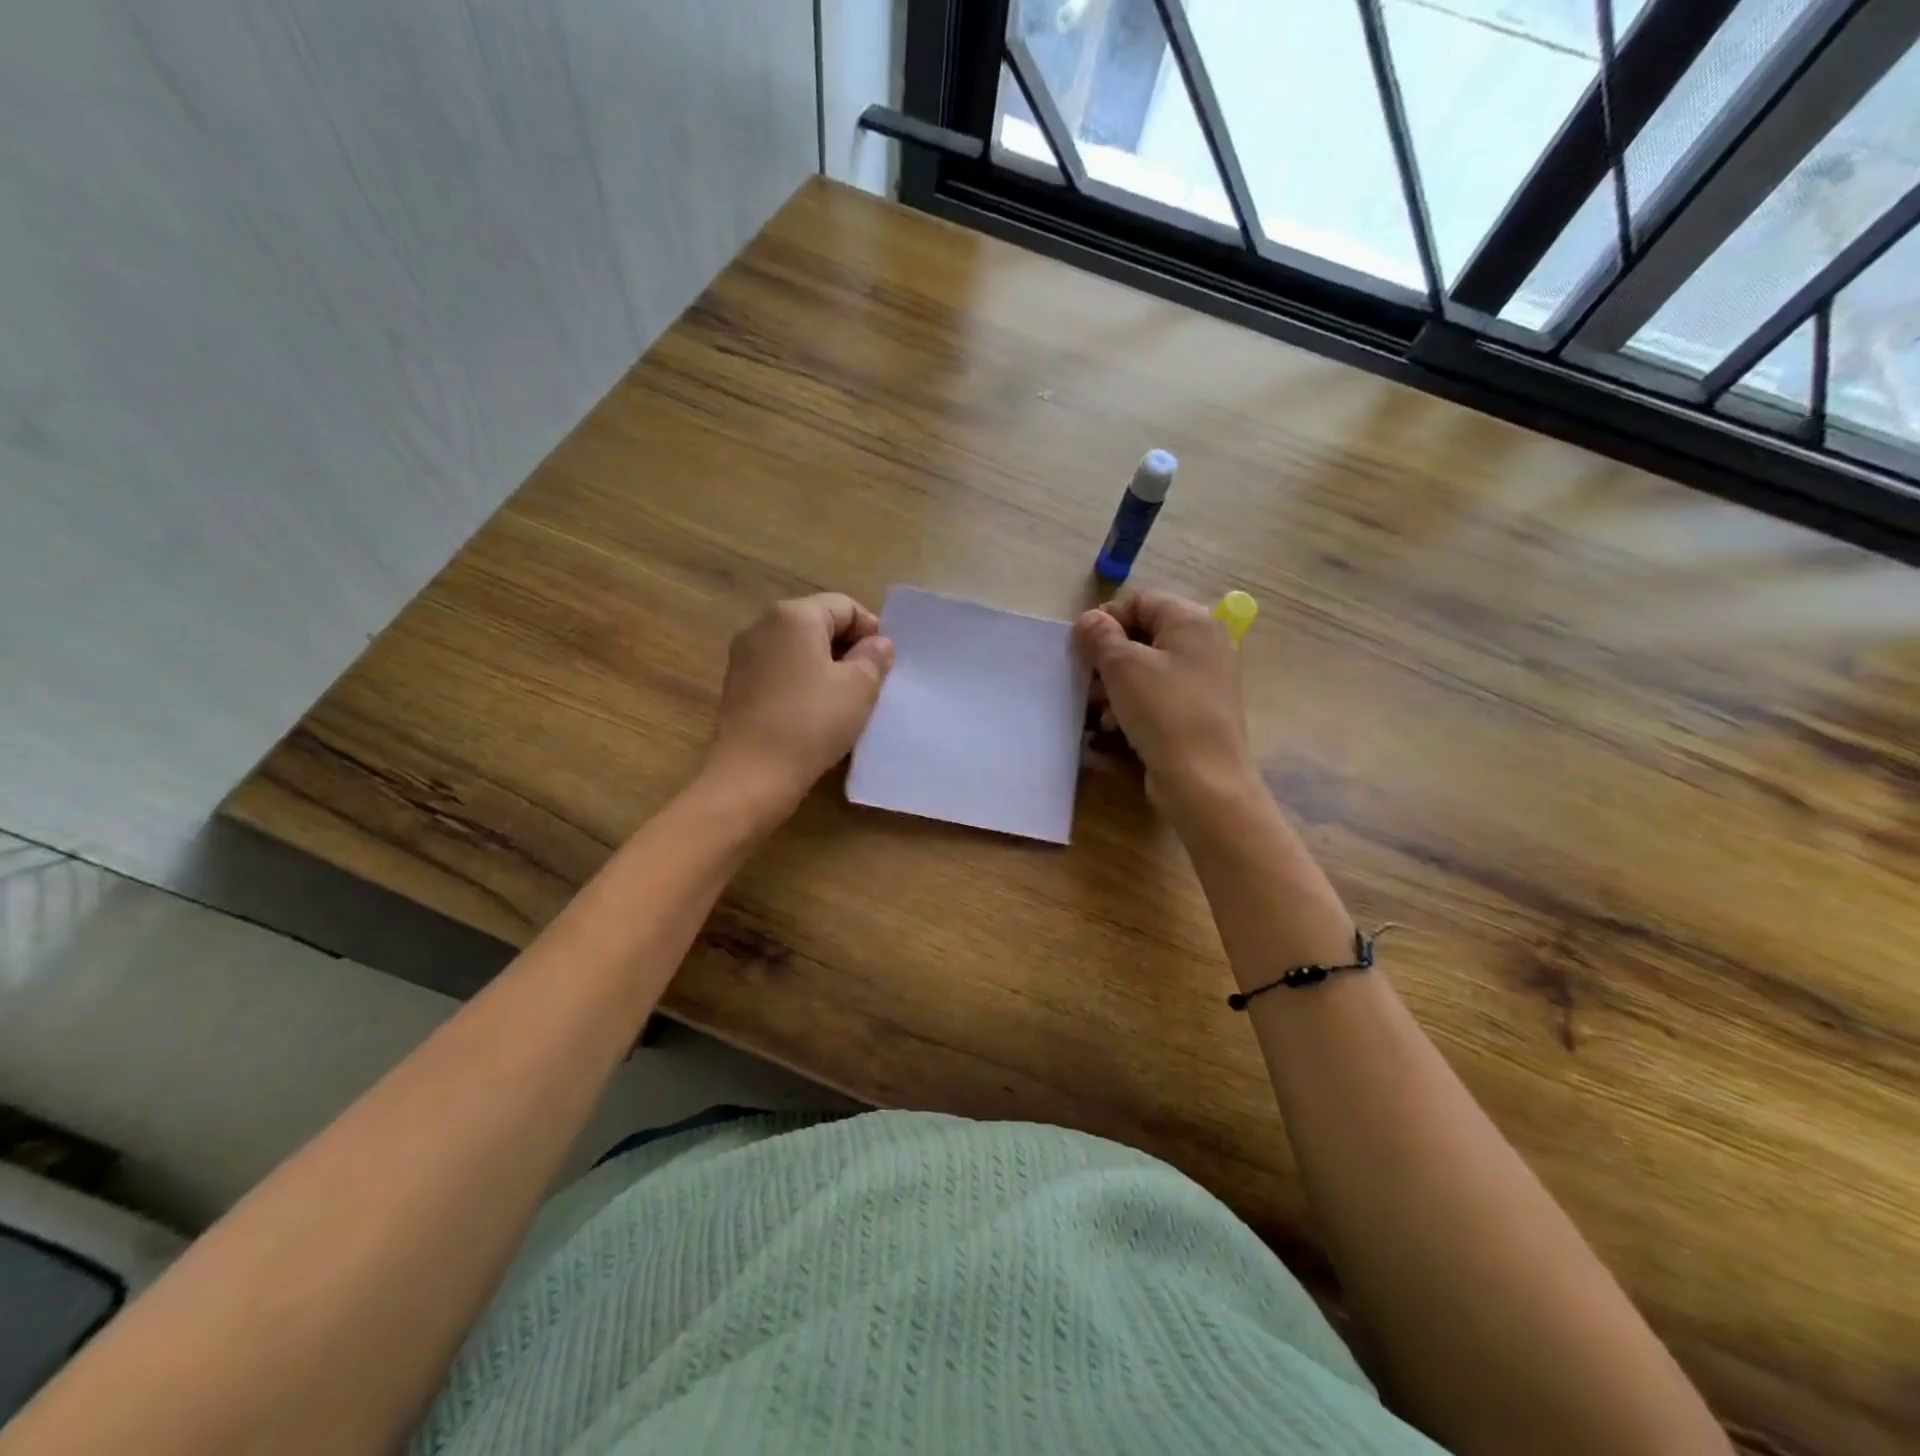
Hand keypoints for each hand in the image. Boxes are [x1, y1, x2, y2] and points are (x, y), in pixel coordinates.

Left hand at [706, 594, 893, 822]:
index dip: (871, 630)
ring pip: (798, 649)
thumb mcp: (859, 687)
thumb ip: (874, 657)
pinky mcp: (737, 685)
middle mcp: (762, 625)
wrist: (753, 774)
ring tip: (846, 699)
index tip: (886, 662)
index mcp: (793, 616)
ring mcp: (744, 656)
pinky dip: (802, 682)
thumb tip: (877, 644)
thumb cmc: (812, 722)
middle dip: (848, 647)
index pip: (844, 606)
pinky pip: (780, 671)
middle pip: (817, 623)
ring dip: (826, 666)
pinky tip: (815, 712)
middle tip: (872, 681)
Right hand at [1073, 591, 1256, 813]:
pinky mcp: (1198, 712)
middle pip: (1143, 635)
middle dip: (1107, 657)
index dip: (1105, 619)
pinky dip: (1133, 706)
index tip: (1080, 647)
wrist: (1203, 780)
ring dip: (1115, 686)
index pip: (1139, 601)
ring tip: (1098, 710)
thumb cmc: (1163, 711)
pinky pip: (1158, 696)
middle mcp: (1205, 644)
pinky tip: (1114, 728)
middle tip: (1086, 681)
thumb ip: (1099, 636)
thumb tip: (1088, 622)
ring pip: (1147, 669)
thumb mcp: (1122, 666)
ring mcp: (1204, 680)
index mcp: (1193, 621)